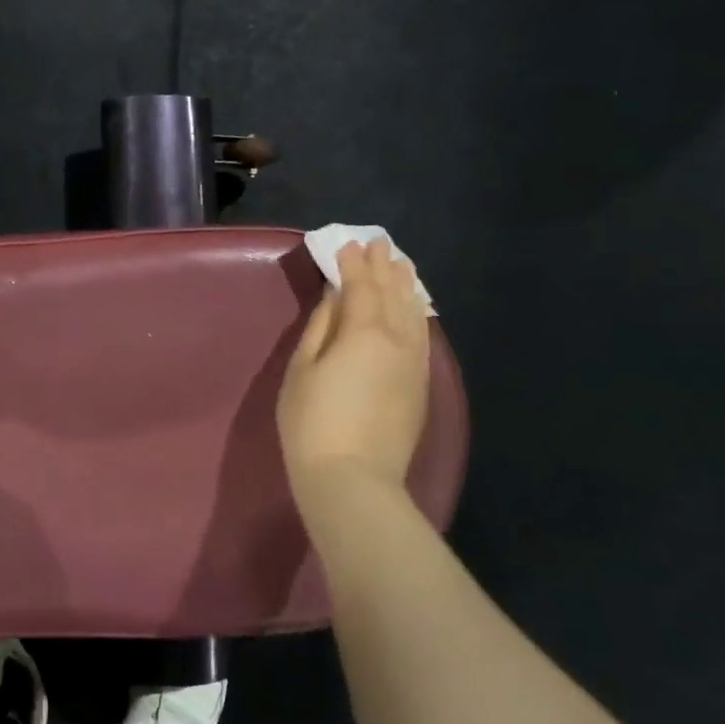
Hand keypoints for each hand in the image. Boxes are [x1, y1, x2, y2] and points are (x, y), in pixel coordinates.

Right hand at [276, 238, 430, 533]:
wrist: (353, 480)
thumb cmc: (312, 422)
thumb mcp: (302, 369)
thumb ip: (321, 327)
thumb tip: (336, 297)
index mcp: (364, 332)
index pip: (361, 286)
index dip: (353, 263)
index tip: (347, 243)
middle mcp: (398, 340)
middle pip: (393, 294)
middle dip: (385, 267)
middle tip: (380, 243)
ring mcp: (415, 364)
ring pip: (414, 313)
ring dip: (406, 286)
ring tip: (402, 266)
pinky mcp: (420, 386)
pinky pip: (422, 335)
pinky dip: (416, 314)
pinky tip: (413, 309)